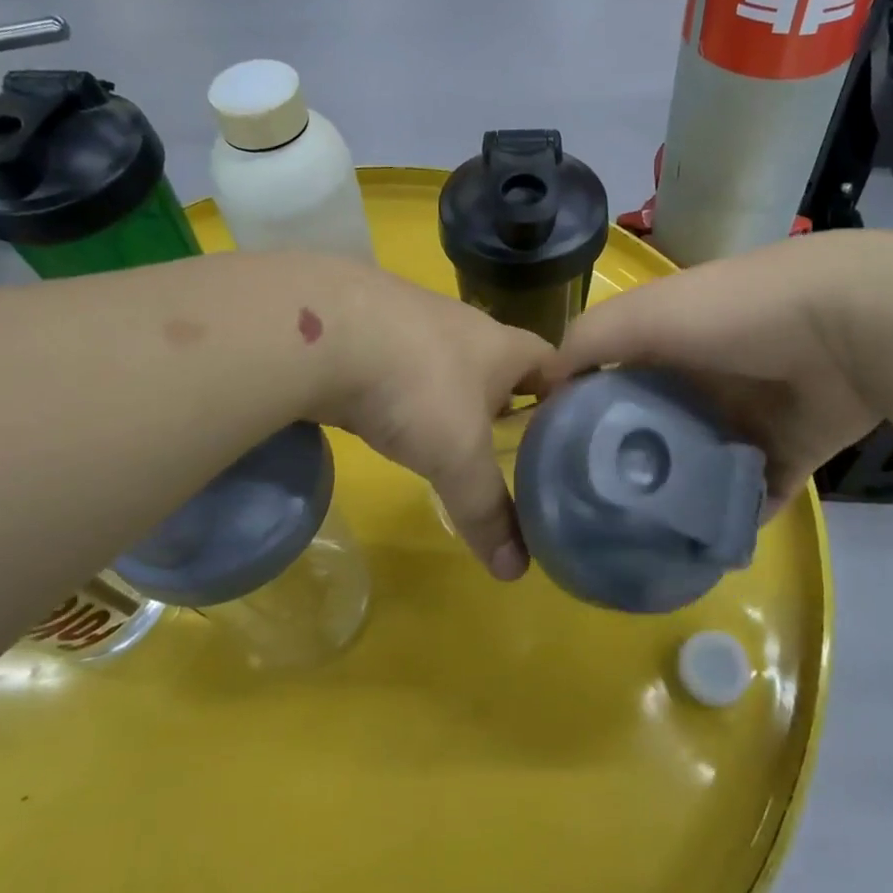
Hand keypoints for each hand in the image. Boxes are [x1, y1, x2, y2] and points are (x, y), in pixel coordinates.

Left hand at [314, 265, 550, 579]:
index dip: (566, 394)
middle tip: (513, 446)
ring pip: (447, 361)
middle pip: (500, 362)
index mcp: (502, 345)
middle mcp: (463, 325)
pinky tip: (392, 415)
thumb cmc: (416, 387)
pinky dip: (405, 391)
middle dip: (507, 399)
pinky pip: (401, 363)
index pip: (553, 363)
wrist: (322, 332)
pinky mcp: (366, 328)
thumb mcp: (458, 457)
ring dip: (452, 394)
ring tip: (452, 437)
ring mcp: (412, 321)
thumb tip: (515, 571)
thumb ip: (487, 511)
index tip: (569, 432)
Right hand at [539, 234, 880, 511]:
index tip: (556, 457)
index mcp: (669, 344)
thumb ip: (589, 342)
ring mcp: (748, 418)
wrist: (846, 326)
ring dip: (677, 497)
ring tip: (639, 540)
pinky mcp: (787, 452)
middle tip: (595, 511)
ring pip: (700, 465)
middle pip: (656, 428)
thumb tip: (540, 383)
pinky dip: (731, 518)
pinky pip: (751, 493)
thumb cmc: (732, 314)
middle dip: (630, 465)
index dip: (585, 412)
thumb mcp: (644, 315)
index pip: (614, 379)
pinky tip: (699, 548)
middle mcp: (704, 380)